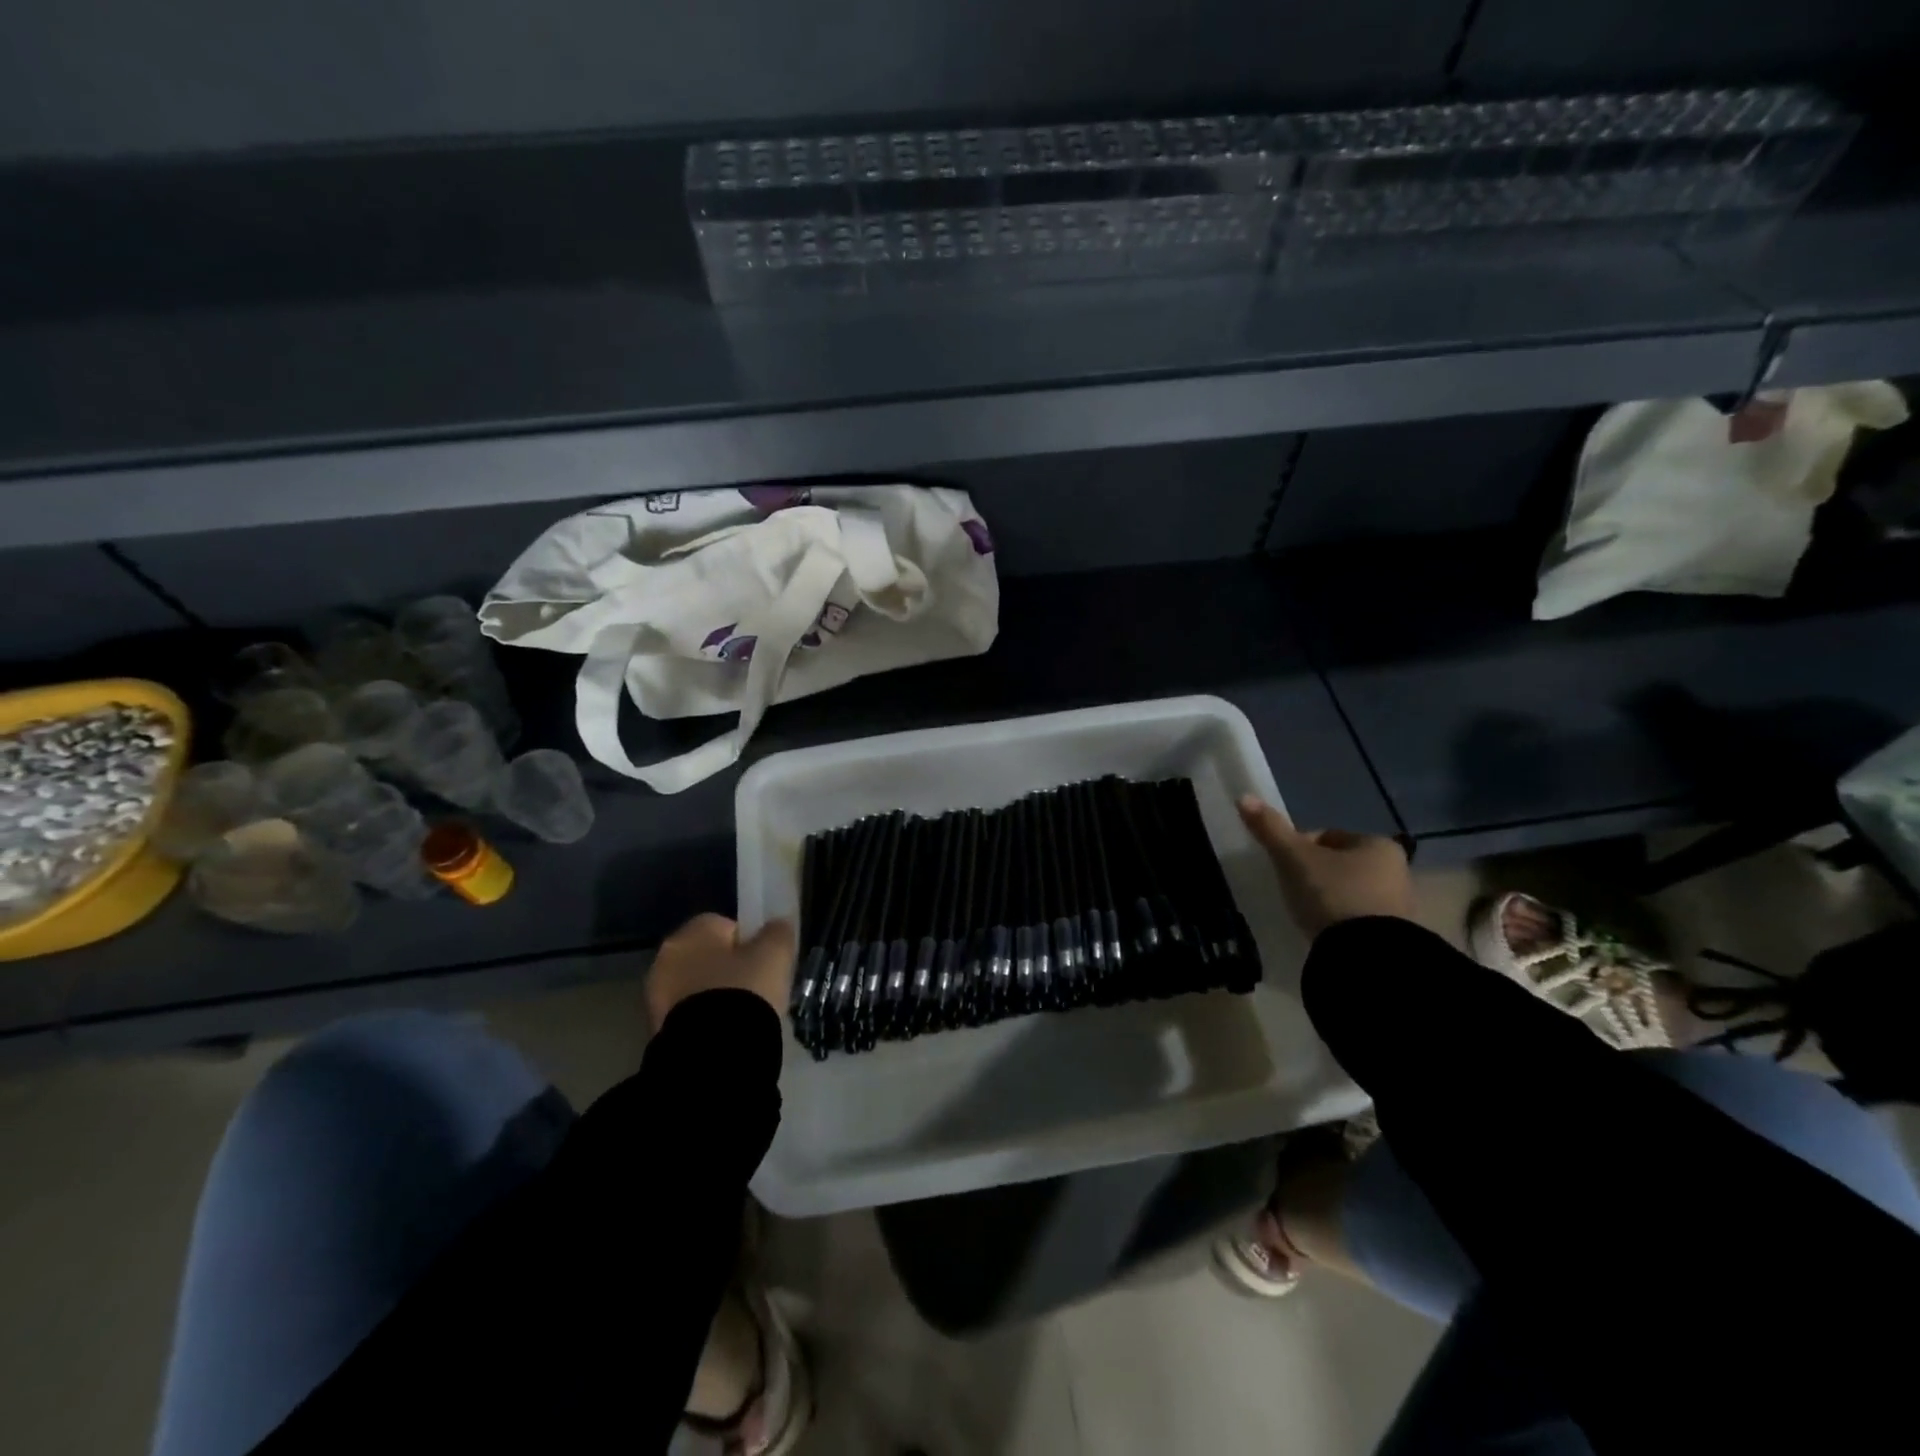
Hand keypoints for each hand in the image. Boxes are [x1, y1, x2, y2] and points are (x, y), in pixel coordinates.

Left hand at [646, 913, 795, 1029]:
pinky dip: (705, 1020)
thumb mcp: (775, 955)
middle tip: (756, 989)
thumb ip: (777, 932)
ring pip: (696, 987)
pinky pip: (689, 1014)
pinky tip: (726, 1033)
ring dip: (715, 996)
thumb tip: (776, 926)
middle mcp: (665, 958)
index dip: (748, 942)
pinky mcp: (656, 1028)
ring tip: (743, 1016)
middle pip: (707, 956)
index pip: (724, 925)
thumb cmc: (744, 991)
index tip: (765, 963)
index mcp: (691, 932)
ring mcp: (655, 996)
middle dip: (728, 970)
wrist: (713, 1052)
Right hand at [1238, 795, 1412, 938]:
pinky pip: (1359, 918)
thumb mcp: (1294, 859)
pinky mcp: (1394, 936)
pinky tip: (1324, 930)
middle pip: (1341, 864)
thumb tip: (1244, 797)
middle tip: (1292, 891)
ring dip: (1329, 898)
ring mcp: (1400, 905)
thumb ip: (1271, 829)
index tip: (1284, 866)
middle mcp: (1397, 869)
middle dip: (1316, 874)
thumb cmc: (1332, 893)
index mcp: (1378, 844)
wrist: (1367, 954)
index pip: (1328, 836)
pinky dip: (1341, 920)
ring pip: (1351, 891)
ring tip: (1306, 913)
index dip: (1300, 847)